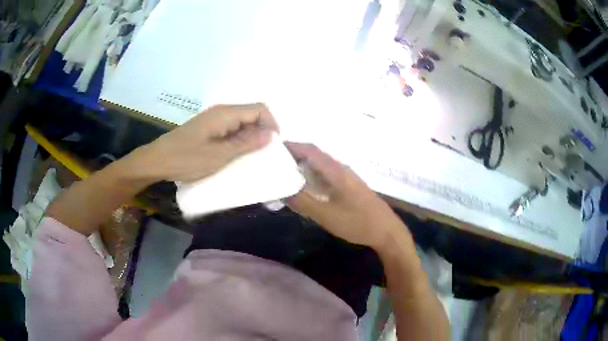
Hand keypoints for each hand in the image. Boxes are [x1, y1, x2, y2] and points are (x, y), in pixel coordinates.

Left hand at [134, 103, 278, 181]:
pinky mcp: (208, 128)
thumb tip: (271, 135)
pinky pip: (230, 130)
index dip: (271, 125)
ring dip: (250, 138)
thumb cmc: (186, 159)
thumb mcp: (219, 155)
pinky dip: (238, 140)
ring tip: (250, 158)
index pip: (259, 109)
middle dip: (262, 132)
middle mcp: (221, 112)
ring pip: (241, 123)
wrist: (157, 161)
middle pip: (251, 115)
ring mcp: (213, 120)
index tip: (273, 146)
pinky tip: (235, 155)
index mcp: (225, 114)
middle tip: (263, 155)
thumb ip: (246, 144)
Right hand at [285, 142, 403, 248]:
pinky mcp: (349, 187)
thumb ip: (304, 203)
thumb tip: (283, 191)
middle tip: (274, 163)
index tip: (273, 148)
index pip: (310, 150)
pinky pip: (327, 175)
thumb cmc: (358, 222)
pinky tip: (305, 187)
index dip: (292, 146)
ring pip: (321, 166)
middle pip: (315, 155)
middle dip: (295, 156)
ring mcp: (347, 177)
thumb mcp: (327, 216)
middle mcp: (341, 169)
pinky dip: (313, 176)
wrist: (386, 231)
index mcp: (336, 171)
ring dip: (303, 166)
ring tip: (285, 173)